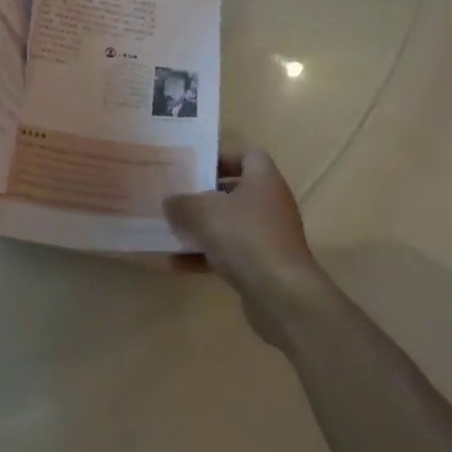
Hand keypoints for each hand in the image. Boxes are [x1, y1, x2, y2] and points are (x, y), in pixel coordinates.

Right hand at [163, 147, 323, 351]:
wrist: (282, 295)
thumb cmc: (245, 237)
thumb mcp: (201, 212)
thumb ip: (181, 203)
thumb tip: (170, 202)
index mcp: (263, 180)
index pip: (247, 155)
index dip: (221, 157)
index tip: (193, 165)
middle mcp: (270, 204)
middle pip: (234, 191)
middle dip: (203, 195)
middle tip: (174, 195)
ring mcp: (268, 237)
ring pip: (229, 225)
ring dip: (200, 228)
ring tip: (169, 229)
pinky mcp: (262, 266)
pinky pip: (228, 254)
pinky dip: (203, 257)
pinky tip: (173, 264)